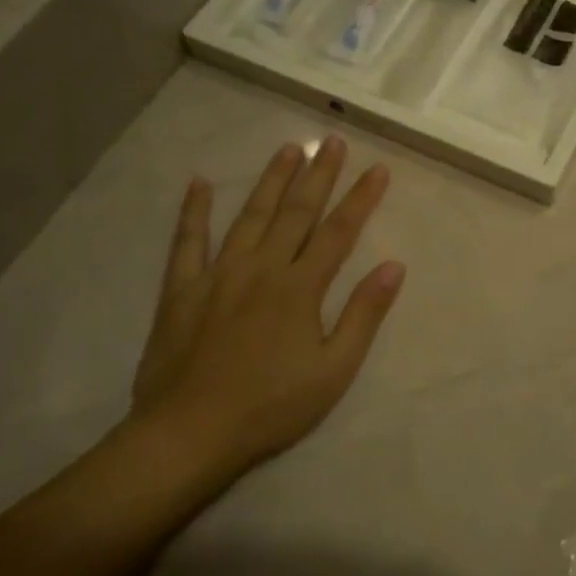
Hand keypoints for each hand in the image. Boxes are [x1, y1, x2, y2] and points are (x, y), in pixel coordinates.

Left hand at [128, 137, 404, 484]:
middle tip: (332, 141)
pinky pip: (187, 241)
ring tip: (288, 148)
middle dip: (319, 174)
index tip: (378, 169)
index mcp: (300, 288)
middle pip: (296, 212)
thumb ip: (363, 314)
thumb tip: (394, 266)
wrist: (189, 433)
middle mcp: (261, 268)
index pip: (338, 232)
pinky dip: (193, 211)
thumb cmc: (271, 406)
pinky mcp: (182, 289)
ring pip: (250, 215)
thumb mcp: (333, 370)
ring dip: (271, 180)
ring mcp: (218, 274)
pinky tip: (198, 183)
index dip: (361, 198)